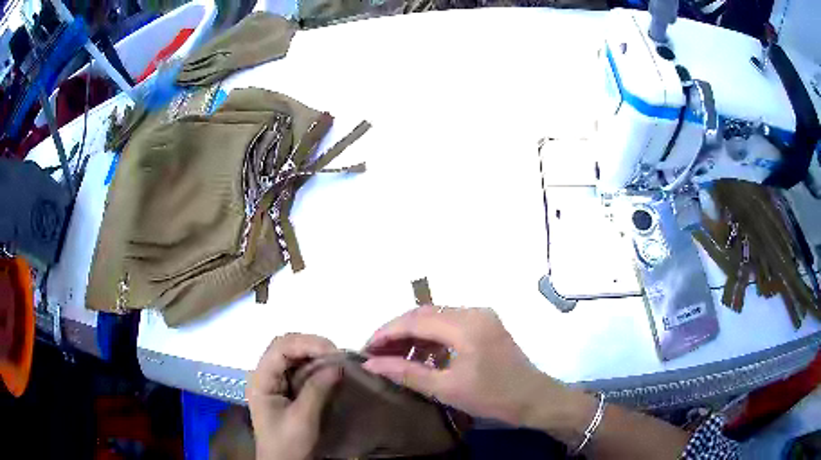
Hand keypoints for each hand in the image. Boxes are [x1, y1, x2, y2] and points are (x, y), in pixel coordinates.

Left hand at [247, 333, 339, 459]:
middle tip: (337, 354)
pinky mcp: (286, 390)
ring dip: (315, 355)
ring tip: (337, 360)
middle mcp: (265, 375)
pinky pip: (300, 370)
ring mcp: (275, 382)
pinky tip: (330, 370)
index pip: (279, 348)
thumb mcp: (302, 419)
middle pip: (285, 347)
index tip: (333, 351)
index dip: (306, 344)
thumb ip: (317, 390)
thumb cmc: (287, 444)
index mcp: (261, 380)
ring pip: (294, 357)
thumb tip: (338, 365)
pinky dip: (316, 367)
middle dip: (311, 346)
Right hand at [362, 306, 567, 427]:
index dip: (386, 332)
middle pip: (424, 314)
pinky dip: (431, 338)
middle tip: (376, 352)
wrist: (534, 399)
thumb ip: (406, 373)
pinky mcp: (485, 324)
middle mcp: (473, 311)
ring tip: (393, 356)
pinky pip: (450, 324)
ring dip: (413, 334)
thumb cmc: (493, 397)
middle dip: (397, 332)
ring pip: (436, 318)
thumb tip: (372, 364)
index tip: (365, 348)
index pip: (415, 320)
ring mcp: (481, 316)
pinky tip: (420, 356)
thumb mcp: (446, 389)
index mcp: (466, 325)